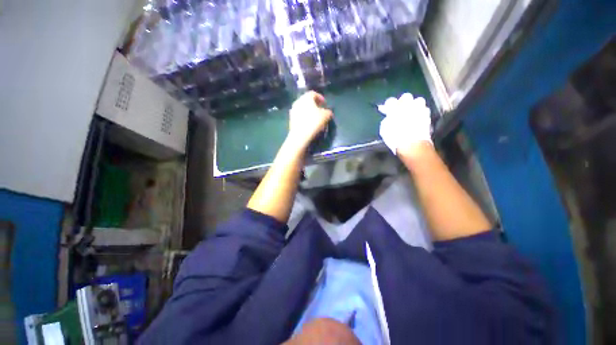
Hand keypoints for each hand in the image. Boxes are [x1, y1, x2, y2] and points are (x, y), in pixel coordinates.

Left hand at [287, 91, 332, 150]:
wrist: (300, 135)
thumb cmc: (314, 122)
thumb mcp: (326, 116)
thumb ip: (328, 111)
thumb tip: (328, 112)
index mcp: (306, 97)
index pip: (314, 94)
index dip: (320, 98)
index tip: (324, 104)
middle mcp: (298, 101)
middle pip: (307, 100)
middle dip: (314, 104)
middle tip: (320, 110)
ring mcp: (293, 110)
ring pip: (302, 108)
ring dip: (308, 111)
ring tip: (314, 117)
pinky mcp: (291, 119)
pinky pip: (299, 115)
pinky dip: (304, 117)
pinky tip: (308, 123)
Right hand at [378, 93, 431, 154]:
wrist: (412, 145)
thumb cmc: (395, 139)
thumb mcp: (384, 130)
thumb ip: (386, 121)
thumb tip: (388, 118)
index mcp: (395, 109)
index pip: (390, 101)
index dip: (388, 105)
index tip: (386, 109)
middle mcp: (408, 106)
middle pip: (406, 96)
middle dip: (402, 101)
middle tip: (400, 108)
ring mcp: (419, 110)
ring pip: (418, 100)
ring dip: (414, 104)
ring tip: (411, 111)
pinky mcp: (427, 116)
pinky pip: (424, 109)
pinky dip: (420, 112)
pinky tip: (417, 117)